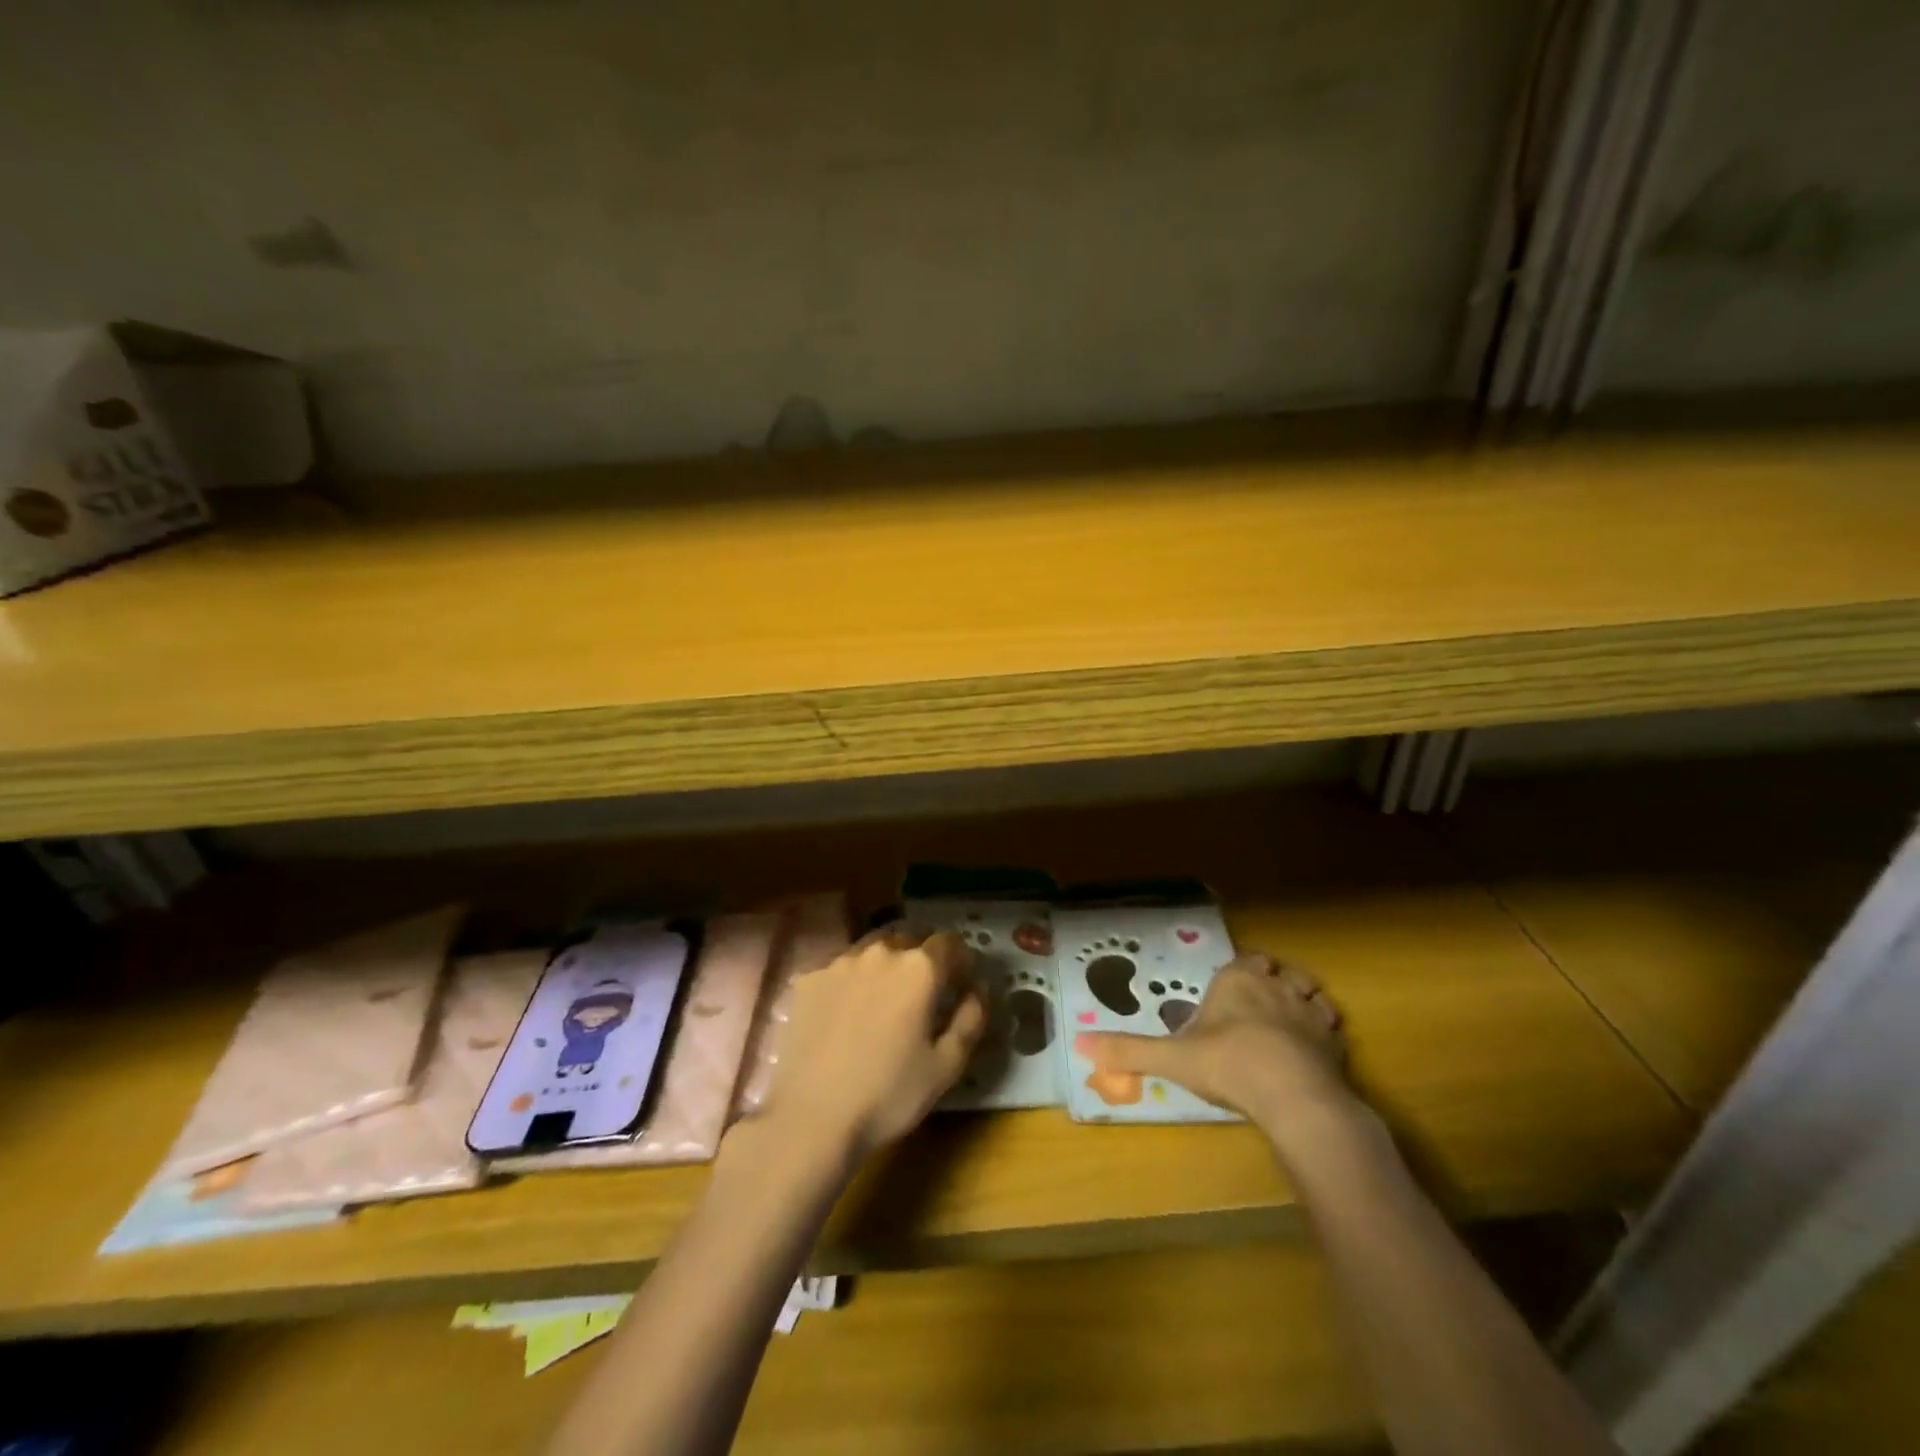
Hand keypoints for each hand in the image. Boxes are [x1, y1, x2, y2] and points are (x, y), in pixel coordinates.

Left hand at [762, 926, 987, 1162]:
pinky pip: (841, 966)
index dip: (960, 959)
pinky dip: (853, 978)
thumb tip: (979, 988)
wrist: (812, 1118)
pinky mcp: (809, 979)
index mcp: (919, 968)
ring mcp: (840, 962)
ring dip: (887, 961)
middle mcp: (880, 952)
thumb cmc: (889, 1095)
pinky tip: (848, 1011)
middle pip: (910, 936)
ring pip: (873, 946)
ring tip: (885, 996)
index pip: (950, 942)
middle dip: (923, 955)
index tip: (960, 981)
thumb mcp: (947, 1065)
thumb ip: (971, 1018)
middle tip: (924, 989)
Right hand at [1076, 953, 1358, 1146]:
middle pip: (1278, 970)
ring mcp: (1309, 1010)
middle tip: (1259, 1003)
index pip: (1243, 961)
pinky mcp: (1336, 1040)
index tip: (1232, 987)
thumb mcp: (1170, 1058)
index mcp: (1236, 979)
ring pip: (1310, 991)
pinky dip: (1325, 1032)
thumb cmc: (1227, 1064)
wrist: (1292, 1095)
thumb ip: (1128, 1050)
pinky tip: (1315, 1051)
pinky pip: (1333, 1025)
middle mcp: (1275, 984)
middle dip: (1271, 981)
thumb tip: (1080, 1043)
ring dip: (1302, 1001)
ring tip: (1291, 1021)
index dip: (1240, 972)